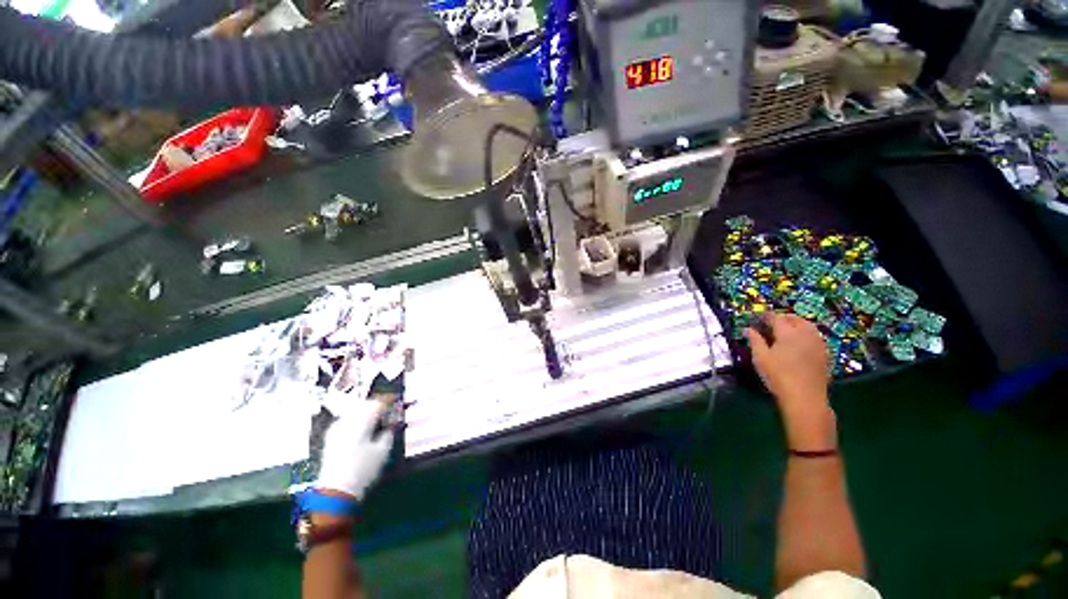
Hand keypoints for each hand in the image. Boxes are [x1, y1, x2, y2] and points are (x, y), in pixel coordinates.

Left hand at [315, 400, 394, 499]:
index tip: (397, 407)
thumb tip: (391, 425)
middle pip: (364, 405)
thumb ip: (389, 433)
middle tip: (388, 413)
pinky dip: (356, 421)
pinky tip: (362, 430)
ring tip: (376, 421)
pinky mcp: (330, 439)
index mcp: (361, 422)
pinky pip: (346, 421)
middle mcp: (347, 421)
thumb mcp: (383, 451)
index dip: (389, 403)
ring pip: (354, 412)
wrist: (335, 491)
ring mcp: (336, 430)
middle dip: (377, 407)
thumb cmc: (363, 470)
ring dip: (366, 413)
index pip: (377, 404)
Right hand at [746, 314, 836, 450]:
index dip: (766, 316)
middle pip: (796, 319)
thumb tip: (748, 329)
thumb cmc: (778, 376)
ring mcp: (818, 344)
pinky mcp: (825, 354)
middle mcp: (805, 334)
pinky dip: (806, 334)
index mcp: (788, 333)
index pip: (776, 318)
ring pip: (808, 326)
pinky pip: (815, 336)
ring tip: (787, 330)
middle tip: (772, 322)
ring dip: (797, 324)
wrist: (805, 398)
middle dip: (784, 317)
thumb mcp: (760, 358)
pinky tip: (800, 343)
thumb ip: (755, 340)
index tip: (758, 319)